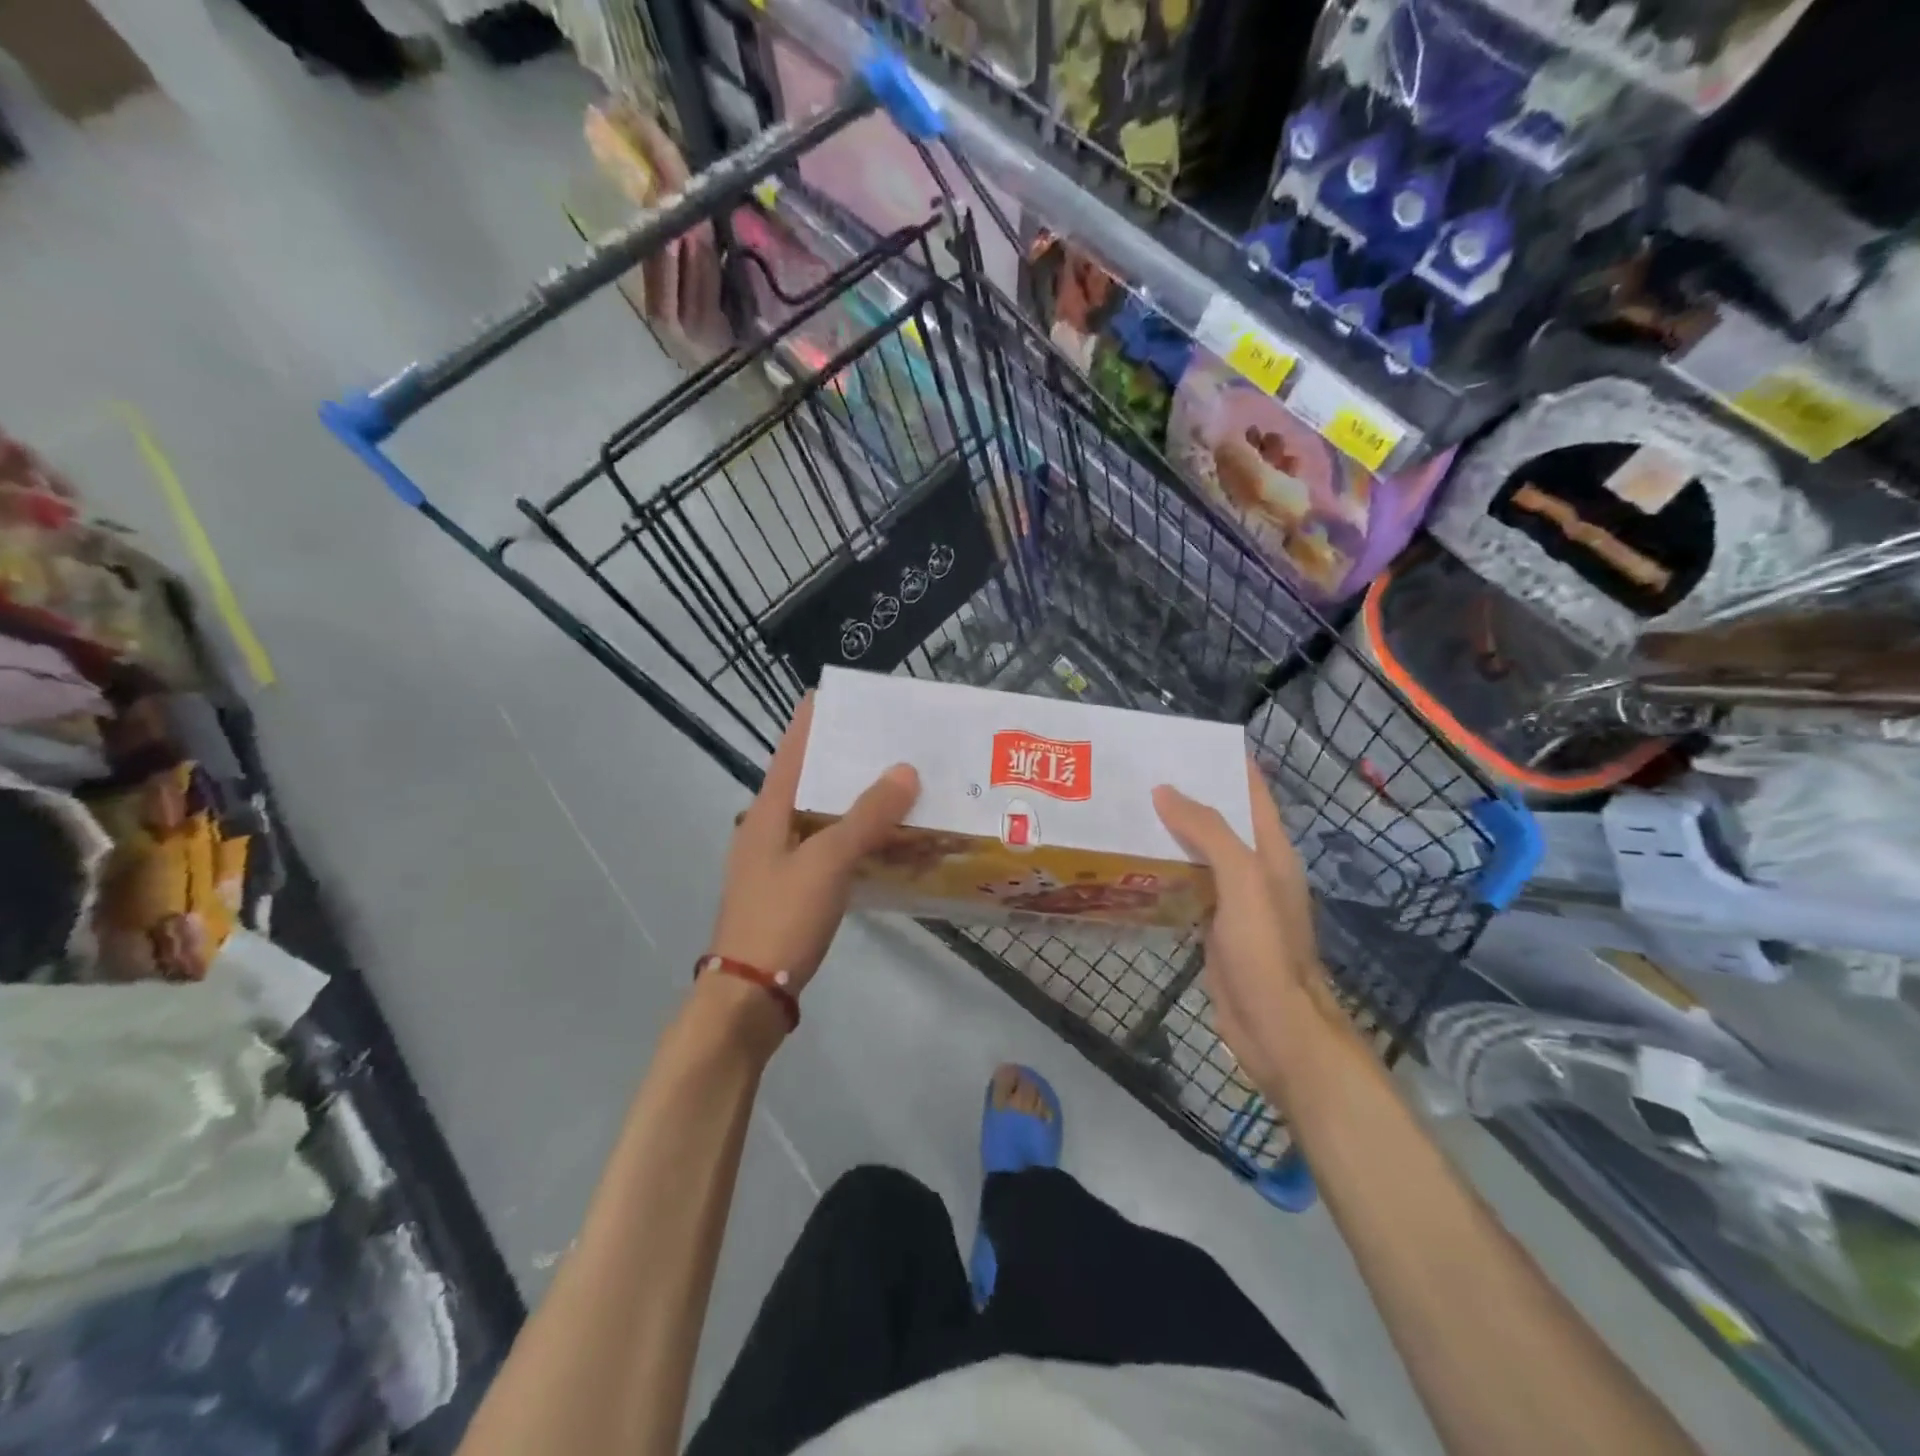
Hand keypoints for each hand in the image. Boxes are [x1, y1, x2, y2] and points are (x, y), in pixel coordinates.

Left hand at [707, 695, 919, 998]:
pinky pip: (830, 850)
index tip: (840, 695)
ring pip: (824, 818)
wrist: (749, 996)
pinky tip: (887, 841)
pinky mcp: (794, 890)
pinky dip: (857, 840)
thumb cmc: (781, 918)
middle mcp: (769, 829)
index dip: (812, 722)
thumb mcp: (827, 862)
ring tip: (898, 784)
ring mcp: (779, 862)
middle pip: (810, 782)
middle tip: (889, 741)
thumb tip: (905, 770)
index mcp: (767, 812)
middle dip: (847, 761)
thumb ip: (867, 816)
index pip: (791, 751)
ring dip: (857, 802)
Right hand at [1153, 756, 1337, 1102]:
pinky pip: (1187, 884)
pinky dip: (1165, 868)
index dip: (1223, 762)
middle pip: (1220, 818)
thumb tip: (1164, 790)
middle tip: (1137, 772)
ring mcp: (1234, 899)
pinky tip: (1133, 862)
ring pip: (1199, 852)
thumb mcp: (1243, 880)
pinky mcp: (1213, 925)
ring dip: (1170, 830)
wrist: (1275, 1028)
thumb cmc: (1265, 949)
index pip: (1250, 790)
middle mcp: (1255, 867)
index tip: (1181, 741)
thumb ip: (1208, 832)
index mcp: (1271, 850)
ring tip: (1127, 808)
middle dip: (1186, 793)